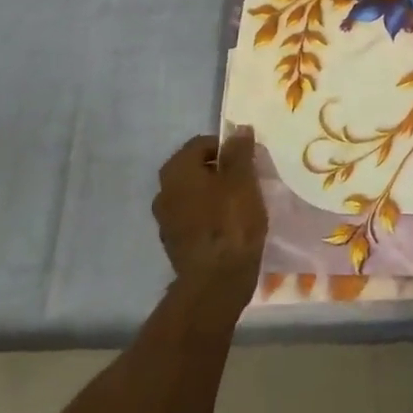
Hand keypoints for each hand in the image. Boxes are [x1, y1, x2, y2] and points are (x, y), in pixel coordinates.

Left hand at [153, 128, 268, 301]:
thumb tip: (238, 130)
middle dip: (221, 170)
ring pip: (195, 195)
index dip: (227, 147)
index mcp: (176, 171)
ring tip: (242, 204)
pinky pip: (194, 218)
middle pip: (196, 169)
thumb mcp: (243, 179)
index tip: (249, 159)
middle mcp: (164, 192)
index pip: (201, 143)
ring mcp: (166, 221)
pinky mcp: (175, 244)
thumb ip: (239, 152)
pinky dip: (210, 216)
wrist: (216, 281)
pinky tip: (231, 226)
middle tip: (248, 180)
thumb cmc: (230, 221)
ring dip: (215, 194)